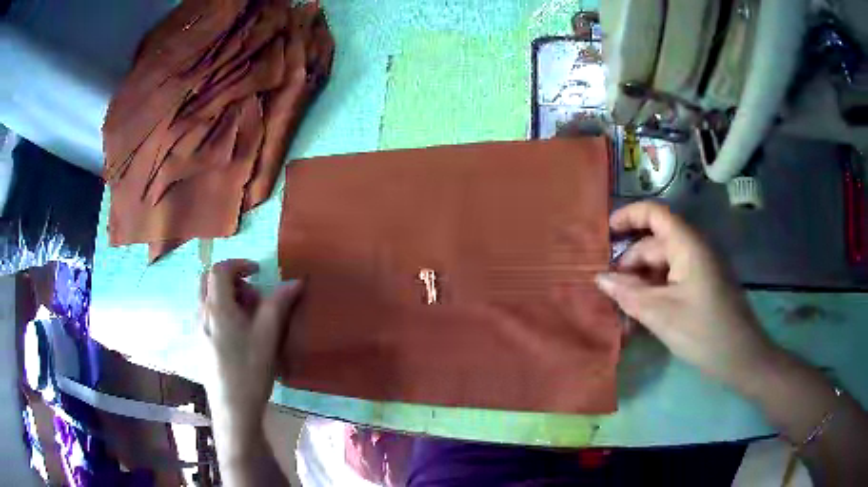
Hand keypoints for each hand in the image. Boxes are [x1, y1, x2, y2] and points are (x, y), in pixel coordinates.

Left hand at [199, 259, 302, 438]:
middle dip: (231, 280)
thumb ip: (279, 304)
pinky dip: (222, 312)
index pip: (220, 270)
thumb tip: (295, 281)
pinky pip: (208, 315)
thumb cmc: (250, 369)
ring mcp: (198, 330)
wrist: (233, 407)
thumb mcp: (268, 335)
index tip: (257, 272)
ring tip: (249, 318)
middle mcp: (202, 313)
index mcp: (217, 307)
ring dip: (227, 297)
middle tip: (252, 296)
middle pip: (208, 281)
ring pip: (208, 299)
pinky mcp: (200, 344)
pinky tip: (239, 336)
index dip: (239, 264)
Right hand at [595, 202, 775, 387]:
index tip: (605, 233)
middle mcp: (694, 250)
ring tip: (622, 308)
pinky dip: (654, 292)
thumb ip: (628, 294)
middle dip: (630, 264)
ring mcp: (699, 269)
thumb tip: (600, 278)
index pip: (655, 214)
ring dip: (641, 282)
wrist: (741, 358)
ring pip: (662, 266)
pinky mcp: (701, 287)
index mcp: (688, 246)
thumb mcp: (661, 314)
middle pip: (655, 244)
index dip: (629, 216)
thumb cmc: (703, 332)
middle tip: (609, 292)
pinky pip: (672, 281)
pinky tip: (641, 314)